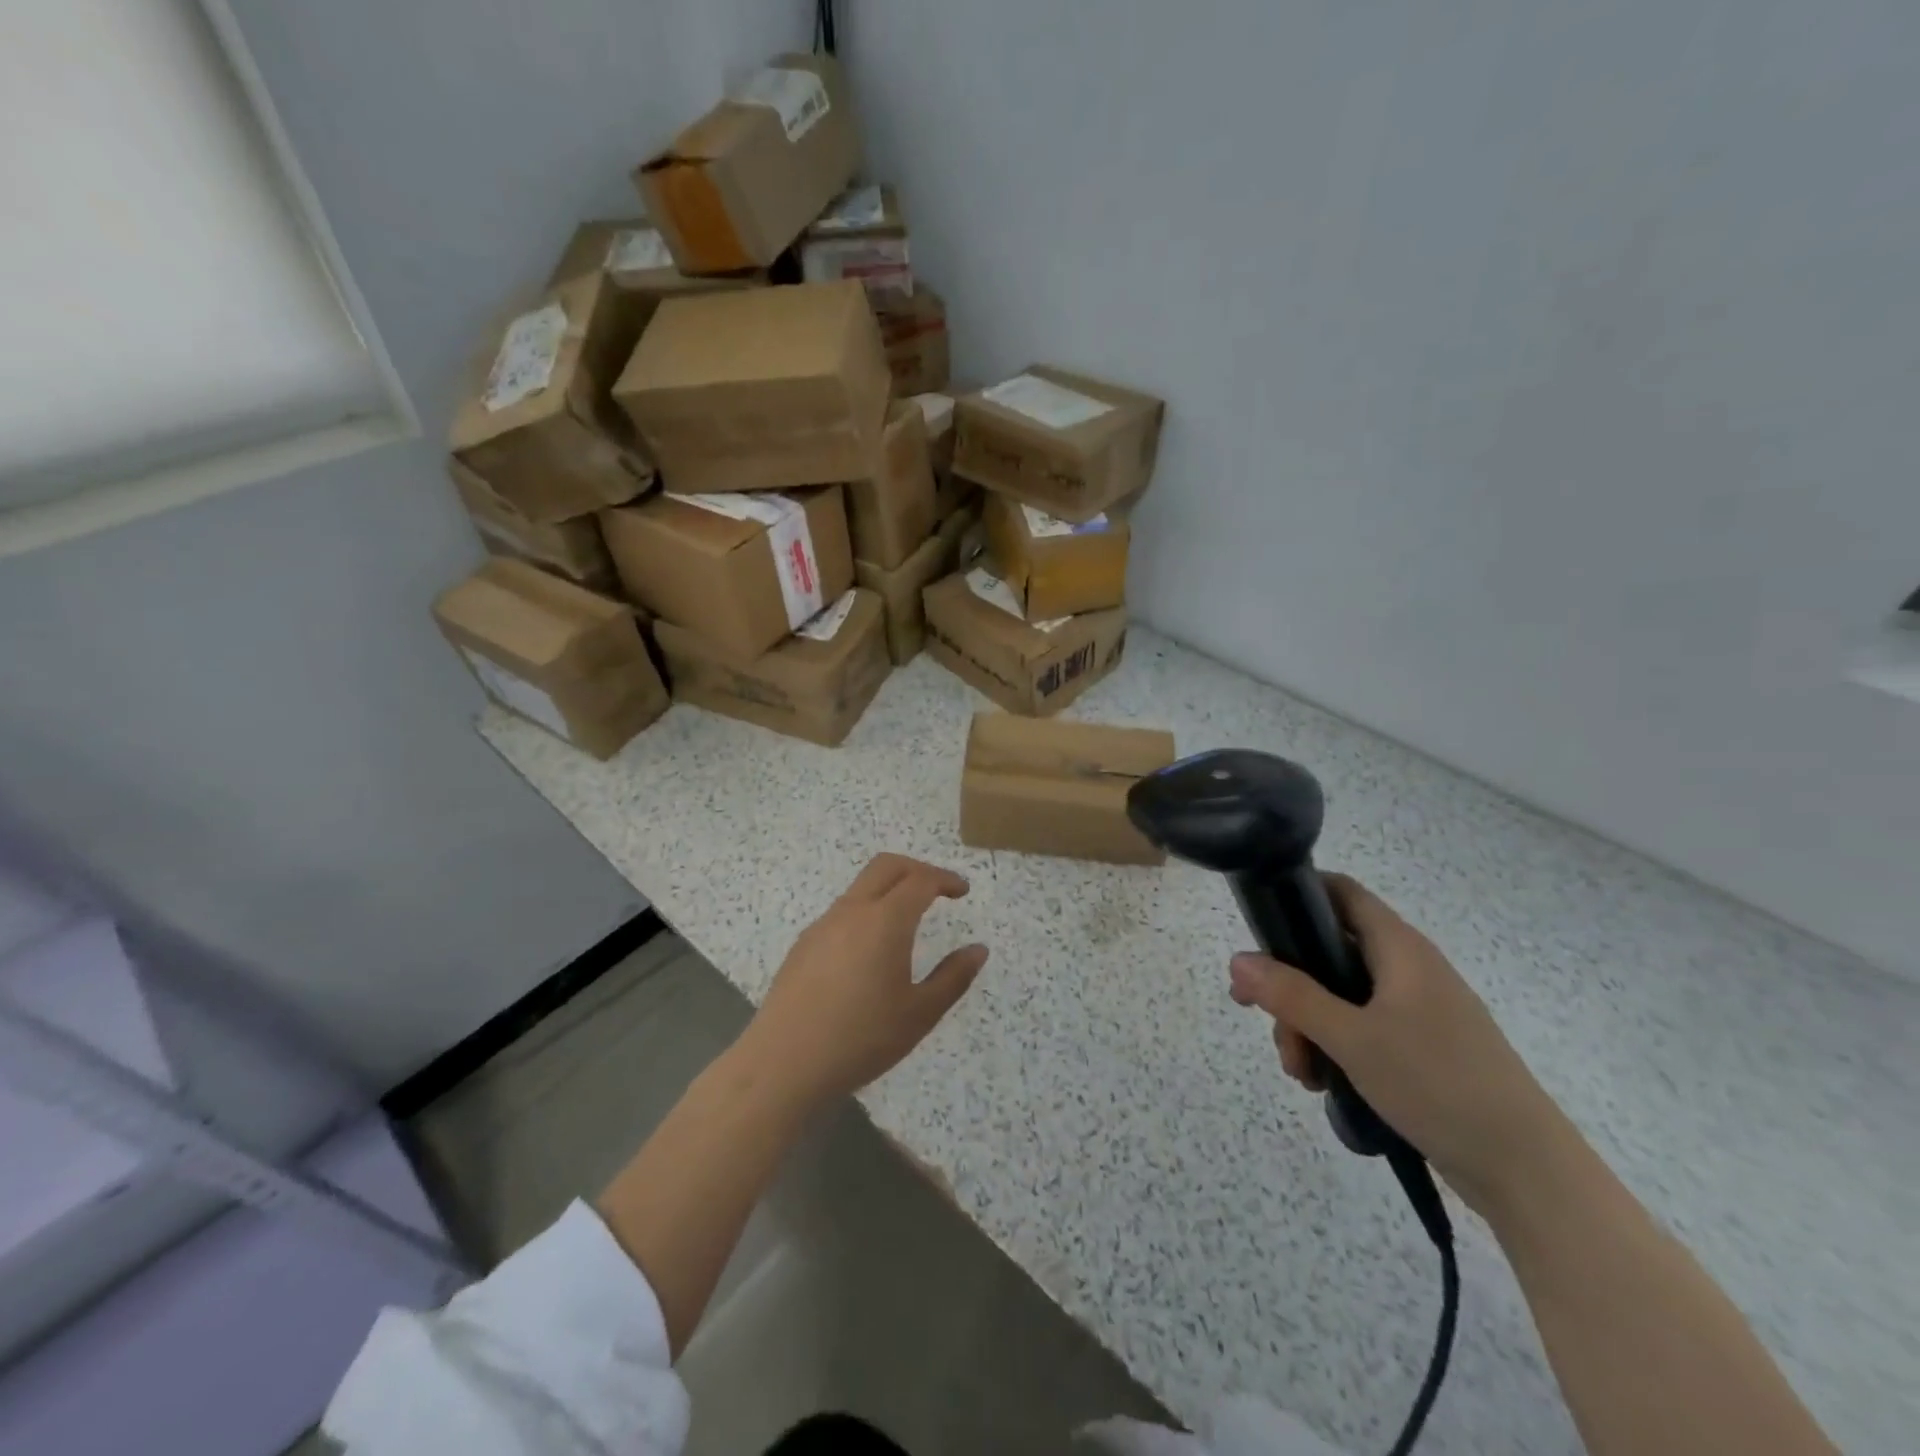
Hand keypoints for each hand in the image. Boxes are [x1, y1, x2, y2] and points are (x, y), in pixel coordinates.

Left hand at [740, 854, 988, 1106]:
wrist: (783, 1065)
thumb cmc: (861, 1039)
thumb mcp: (920, 1014)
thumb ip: (953, 977)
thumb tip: (978, 950)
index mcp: (885, 921)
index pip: (920, 880)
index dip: (945, 879)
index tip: (962, 891)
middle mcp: (852, 911)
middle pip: (886, 866)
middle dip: (917, 869)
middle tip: (939, 890)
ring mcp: (822, 926)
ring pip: (861, 888)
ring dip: (889, 890)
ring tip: (908, 922)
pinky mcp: (803, 945)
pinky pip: (842, 913)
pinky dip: (866, 912)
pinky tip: (870, 952)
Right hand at [1229, 874, 1570, 1215]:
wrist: (1527, 1171)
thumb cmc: (1438, 1084)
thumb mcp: (1353, 1038)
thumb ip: (1291, 996)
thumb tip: (1237, 960)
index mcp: (1399, 948)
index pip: (1340, 891)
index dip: (1296, 894)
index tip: (1257, 926)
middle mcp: (1407, 968)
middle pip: (1328, 951)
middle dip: (1289, 984)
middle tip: (1262, 1018)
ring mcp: (1416, 1009)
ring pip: (1339, 996)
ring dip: (1307, 1024)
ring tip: (1301, 1071)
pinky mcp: (1421, 1046)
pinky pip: (1361, 1028)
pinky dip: (1334, 1046)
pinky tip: (1324, 1083)